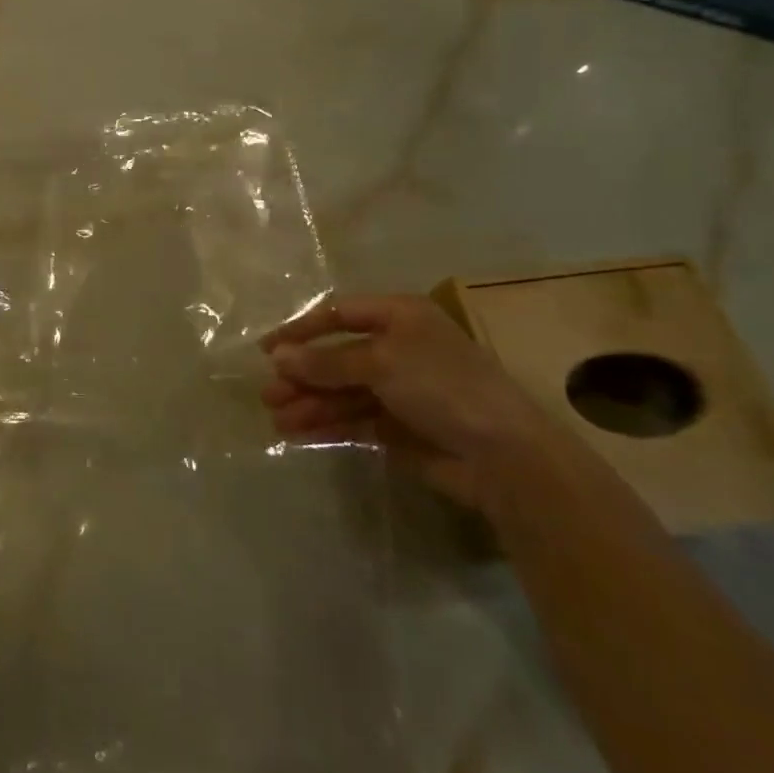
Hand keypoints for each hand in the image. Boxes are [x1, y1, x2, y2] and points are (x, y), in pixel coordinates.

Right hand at [260, 294, 563, 510]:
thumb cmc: (443, 386)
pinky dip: (327, 425)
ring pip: (342, 391)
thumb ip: (326, 361)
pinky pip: (353, 420)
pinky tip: (299, 434)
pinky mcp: (399, 429)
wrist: (505, 457)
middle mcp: (398, 348)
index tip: (268, 351)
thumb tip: (278, 357)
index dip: (302, 330)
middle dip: (303, 375)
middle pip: (337, 356)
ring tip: (277, 419)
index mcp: (399, 317)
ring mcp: (399, 390)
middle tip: (268, 394)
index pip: (339, 314)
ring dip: (309, 403)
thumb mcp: (381, 363)